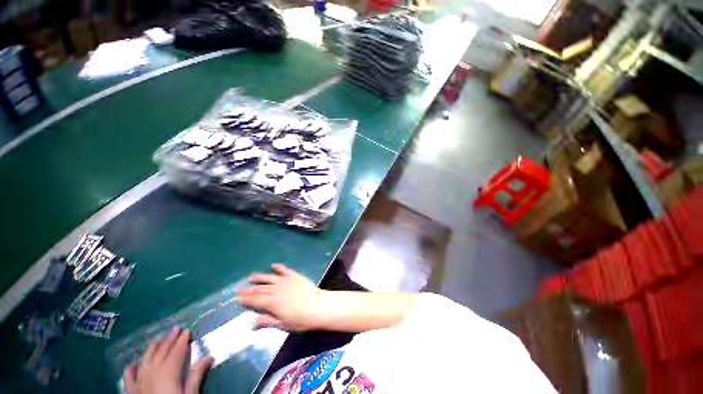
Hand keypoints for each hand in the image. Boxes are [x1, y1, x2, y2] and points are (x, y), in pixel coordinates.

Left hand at [123, 326, 212, 393]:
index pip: (176, 351)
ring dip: (152, 347)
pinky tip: (134, 362)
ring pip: (145, 359)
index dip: (182, 340)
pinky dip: (131, 367)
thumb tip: (209, 357)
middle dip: (169, 339)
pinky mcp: (130, 390)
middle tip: (175, 328)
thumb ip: (196, 375)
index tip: (187, 330)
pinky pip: (128, 375)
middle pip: (161, 352)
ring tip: (158, 338)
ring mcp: (139, 381)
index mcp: (168, 371)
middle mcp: (152, 372)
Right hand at [236, 264, 325, 331]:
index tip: (237, 298)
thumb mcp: (282, 324)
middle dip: (248, 289)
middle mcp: (276, 289)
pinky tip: (273, 265)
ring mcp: (286, 281)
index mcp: (271, 302)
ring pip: (269, 278)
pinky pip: (285, 270)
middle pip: (260, 289)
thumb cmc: (301, 319)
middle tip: (238, 288)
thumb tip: (251, 324)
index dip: (246, 299)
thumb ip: (267, 321)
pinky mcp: (295, 276)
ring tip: (250, 277)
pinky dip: (279, 267)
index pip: (255, 300)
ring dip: (259, 277)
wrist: (318, 306)